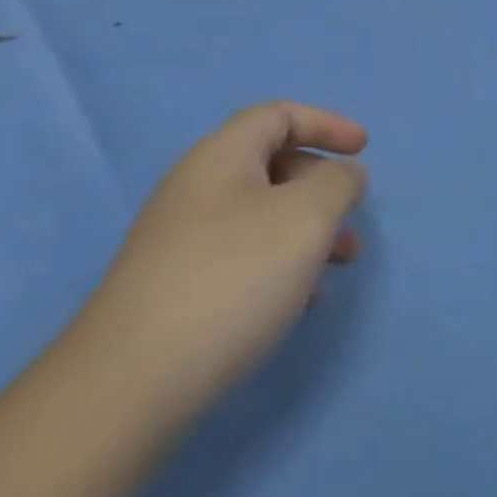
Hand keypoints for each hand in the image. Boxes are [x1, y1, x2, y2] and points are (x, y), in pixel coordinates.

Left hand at [75, 102, 368, 435]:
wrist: (131, 381)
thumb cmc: (231, 280)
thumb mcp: (304, 219)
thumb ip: (337, 184)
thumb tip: (344, 173)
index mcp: (221, 155)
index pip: (279, 115)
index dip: (326, 124)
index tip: (364, 149)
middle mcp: (196, 186)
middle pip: (270, 163)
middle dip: (321, 186)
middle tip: (353, 221)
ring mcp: (179, 237)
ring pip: (258, 214)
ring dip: (305, 229)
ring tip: (338, 267)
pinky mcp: (173, 284)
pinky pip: (239, 254)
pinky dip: (278, 262)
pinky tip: (296, 302)